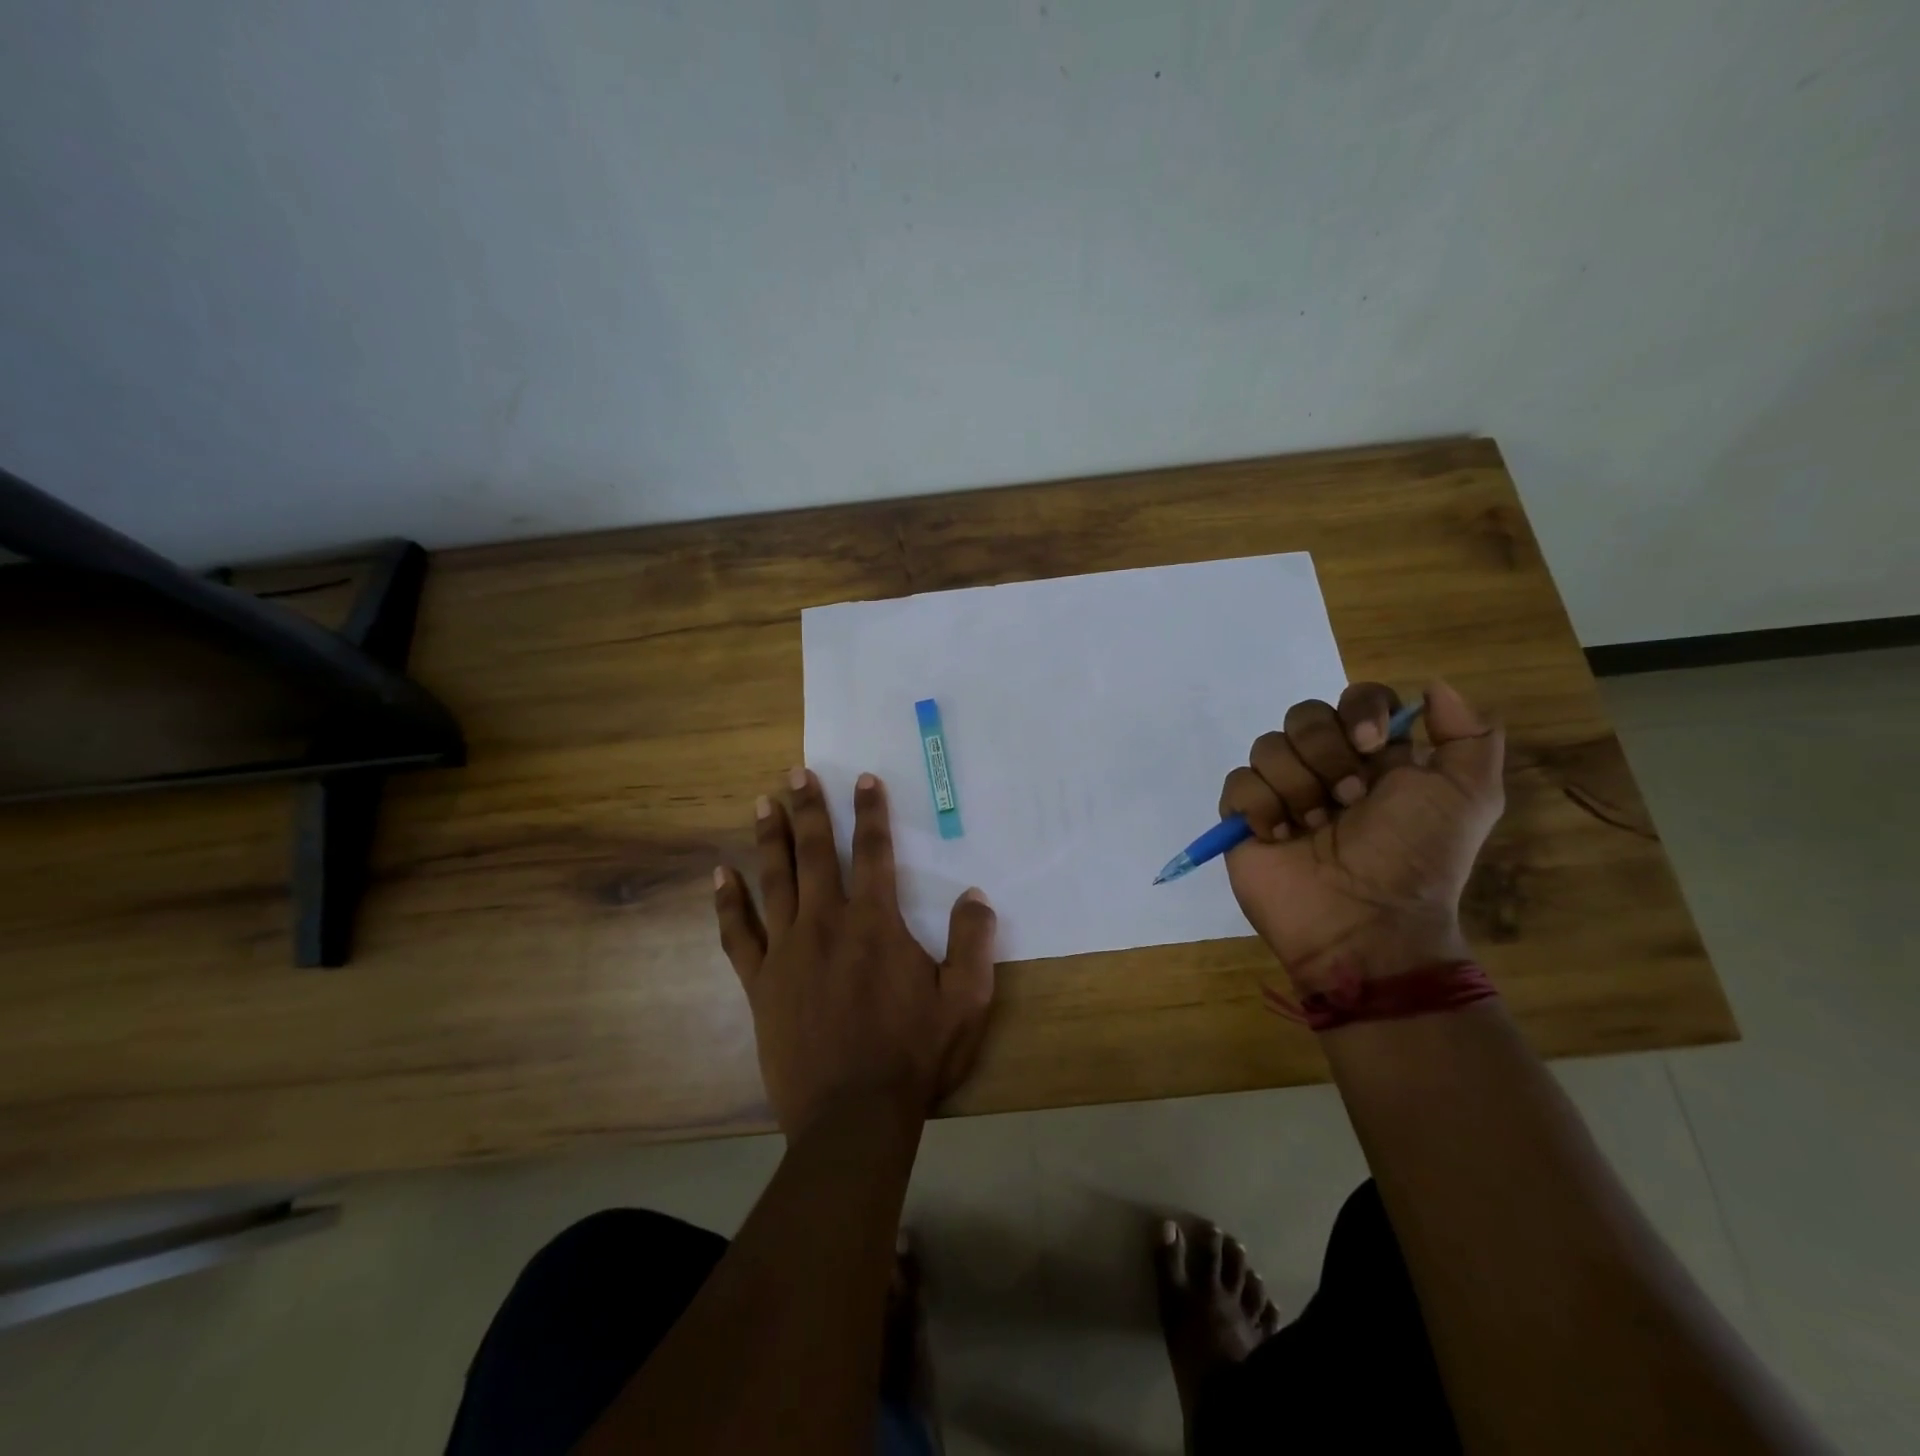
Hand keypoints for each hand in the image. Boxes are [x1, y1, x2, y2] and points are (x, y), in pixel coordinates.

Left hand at [713, 767, 997, 1139]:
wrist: (852, 1116)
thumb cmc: (912, 1055)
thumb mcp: (965, 1001)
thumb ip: (973, 942)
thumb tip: (975, 895)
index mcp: (875, 922)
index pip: (873, 851)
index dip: (870, 811)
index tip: (862, 778)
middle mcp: (826, 923)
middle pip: (815, 852)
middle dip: (808, 809)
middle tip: (797, 773)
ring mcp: (787, 951)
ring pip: (774, 880)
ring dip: (769, 838)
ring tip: (762, 802)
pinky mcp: (760, 983)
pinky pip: (739, 934)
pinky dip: (729, 903)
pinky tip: (721, 876)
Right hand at [1219, 680, 1503, 990]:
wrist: (1365, 922)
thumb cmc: (1415, 858)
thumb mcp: (1469, 796)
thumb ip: (1469, 734)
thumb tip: (1433, 686)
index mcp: (1375, 756)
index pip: (1357, 698)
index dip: (1360, 710)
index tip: (1372, 745)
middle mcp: (1326, 766)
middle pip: (1304, 715)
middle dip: (1326, 754)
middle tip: (1349, 800)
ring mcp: (1282, 791)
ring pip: (1268, 746)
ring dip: (1298, 787)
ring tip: (1314, 829)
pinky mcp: (1245, 817)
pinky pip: (1239, 782)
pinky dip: (1262, 807)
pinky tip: (1282, 837)